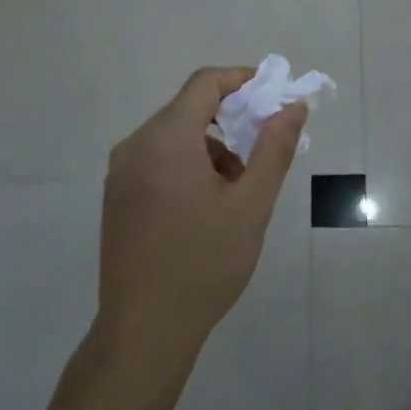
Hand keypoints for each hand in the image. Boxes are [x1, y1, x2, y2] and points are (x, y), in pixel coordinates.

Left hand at [97, 67, 306, 365]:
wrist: (145, 330)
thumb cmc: (205, 263)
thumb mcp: (251, 204)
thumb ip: (274, 148)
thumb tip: (293, 106)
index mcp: (165, 140)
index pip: (205, 84)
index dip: (243, 80)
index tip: (274, 96)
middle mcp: (135, 146)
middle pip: (188, 109)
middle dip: (231, 120)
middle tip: (264, 149)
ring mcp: (120, 173)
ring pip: (174, 137)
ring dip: (211, 147)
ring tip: (238, 190)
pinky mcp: (117, 197)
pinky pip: (157, 160)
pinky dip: (188, 164)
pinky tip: (207, 206)